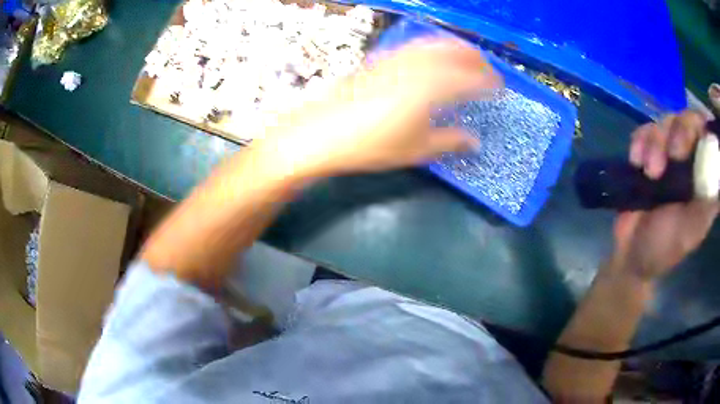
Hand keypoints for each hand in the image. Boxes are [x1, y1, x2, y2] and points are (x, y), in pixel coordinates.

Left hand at [250, 38, 502, 178]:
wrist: (322, 132)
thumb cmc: (371, 144)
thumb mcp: (416, 149)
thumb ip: (450, 141)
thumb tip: (475, 141)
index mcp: (432, 87)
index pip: (470, 79)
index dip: (489, 83)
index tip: (501, 89)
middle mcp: (417, 65)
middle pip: (454, 53)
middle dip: (476, 60)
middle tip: (488, 71)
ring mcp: (396, 58)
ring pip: (434, 44)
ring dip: (455, 48)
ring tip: (467, 58)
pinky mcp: (380, 59)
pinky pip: (414, 46)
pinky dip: (431, 47)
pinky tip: (432, 57)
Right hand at [612, 111, 718, 280]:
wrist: (630, 253)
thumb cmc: (665, 247)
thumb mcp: (691, 231)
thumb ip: (707, 206)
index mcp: (703, 175)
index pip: (706, 133)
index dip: (702, 125)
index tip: (695, 136)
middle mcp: (689, 158)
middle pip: (687, 118)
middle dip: (679, 133)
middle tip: (672, 156)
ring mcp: (667, 153)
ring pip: (665, 121)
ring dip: (655, 143)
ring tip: (649, 172)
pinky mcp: (646, 152)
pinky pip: (643, 130)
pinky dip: (639, 142)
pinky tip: (636, 162)